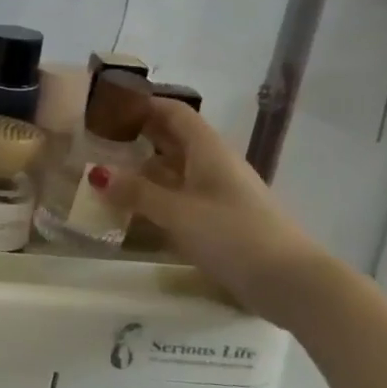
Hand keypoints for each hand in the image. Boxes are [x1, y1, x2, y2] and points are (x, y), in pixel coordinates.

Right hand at [112, 100, 329, 320]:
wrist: (290, 282)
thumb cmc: (233, 235)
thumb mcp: (178, 212)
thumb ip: (137, 192)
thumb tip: (97, 173)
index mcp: (208, 151)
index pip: (174, 113)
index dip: (144, 105)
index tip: (108, 107)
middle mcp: (213, 165)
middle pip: (173, 140)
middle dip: (137, 137)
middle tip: (96, 142)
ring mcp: (218, 194)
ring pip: (175, 171)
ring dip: (143, 171)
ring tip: (104, 176)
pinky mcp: (219, 221)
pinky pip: (180, 198)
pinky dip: (155, 198)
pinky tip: (131, 211)